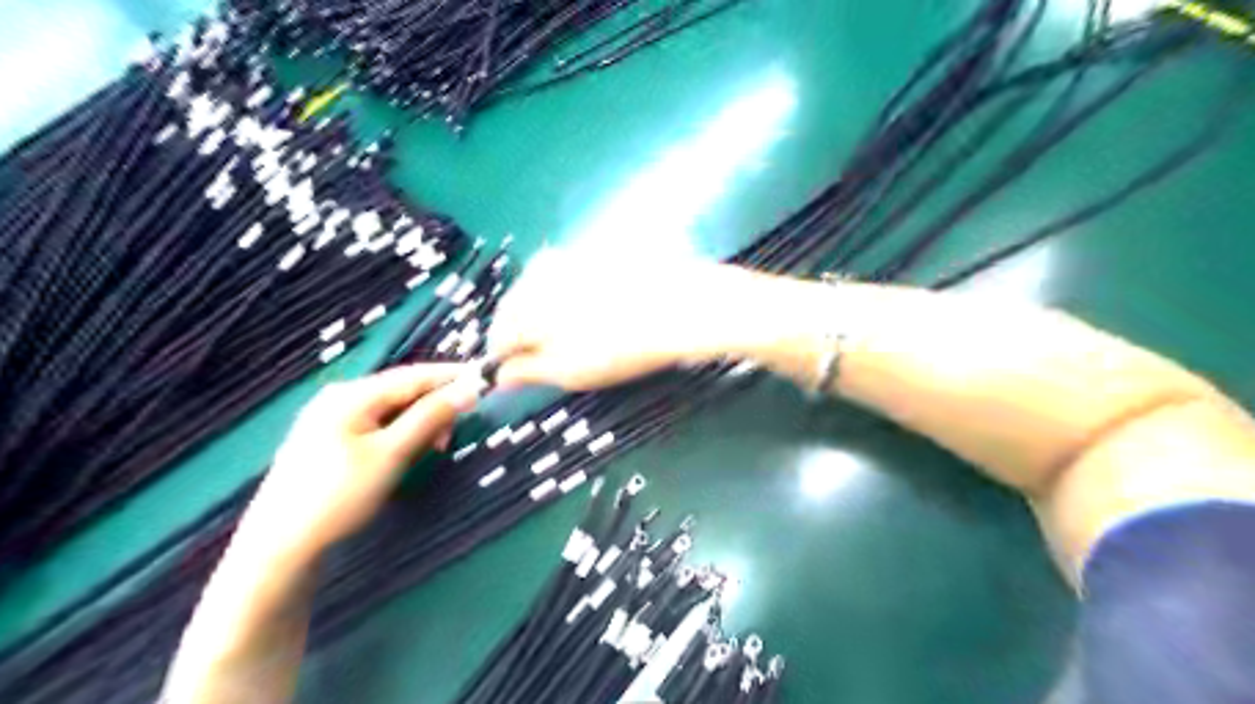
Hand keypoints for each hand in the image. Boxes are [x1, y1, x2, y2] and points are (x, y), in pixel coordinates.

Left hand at [240, 363, 485, 559]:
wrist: (280, 546)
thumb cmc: (339, 495)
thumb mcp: (392, 454)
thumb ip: (431, 417)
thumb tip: (469, 389)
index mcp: (351, 394)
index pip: (413, 375)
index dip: (451, 376)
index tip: (485, 380)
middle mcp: (339, 397)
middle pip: (401, 391)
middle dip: (434, 405)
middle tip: (457, 429)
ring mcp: (330, 419)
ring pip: (391, 410)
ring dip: (419, 422)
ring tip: (435, 446)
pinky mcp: (329, 440)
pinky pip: (376, 425)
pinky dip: (400, 434)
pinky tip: (408, 452)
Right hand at [482, 249, 754, 393]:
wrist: (681, 305)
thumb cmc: (618, 346)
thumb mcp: (568, 371)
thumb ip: (527, 372)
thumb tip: (499, 376)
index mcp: (523, 304)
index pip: (497, 336)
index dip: (506, 359)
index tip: (520, 374)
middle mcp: (537, 273)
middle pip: (516, 309)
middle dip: (526, 334)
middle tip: (551, 359)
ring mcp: (567, 257)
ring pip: (541, 291)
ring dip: (547, 315)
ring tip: (576, 337)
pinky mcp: (593, 252)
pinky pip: (567, 278)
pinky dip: (570, 297)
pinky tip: (595, 312)